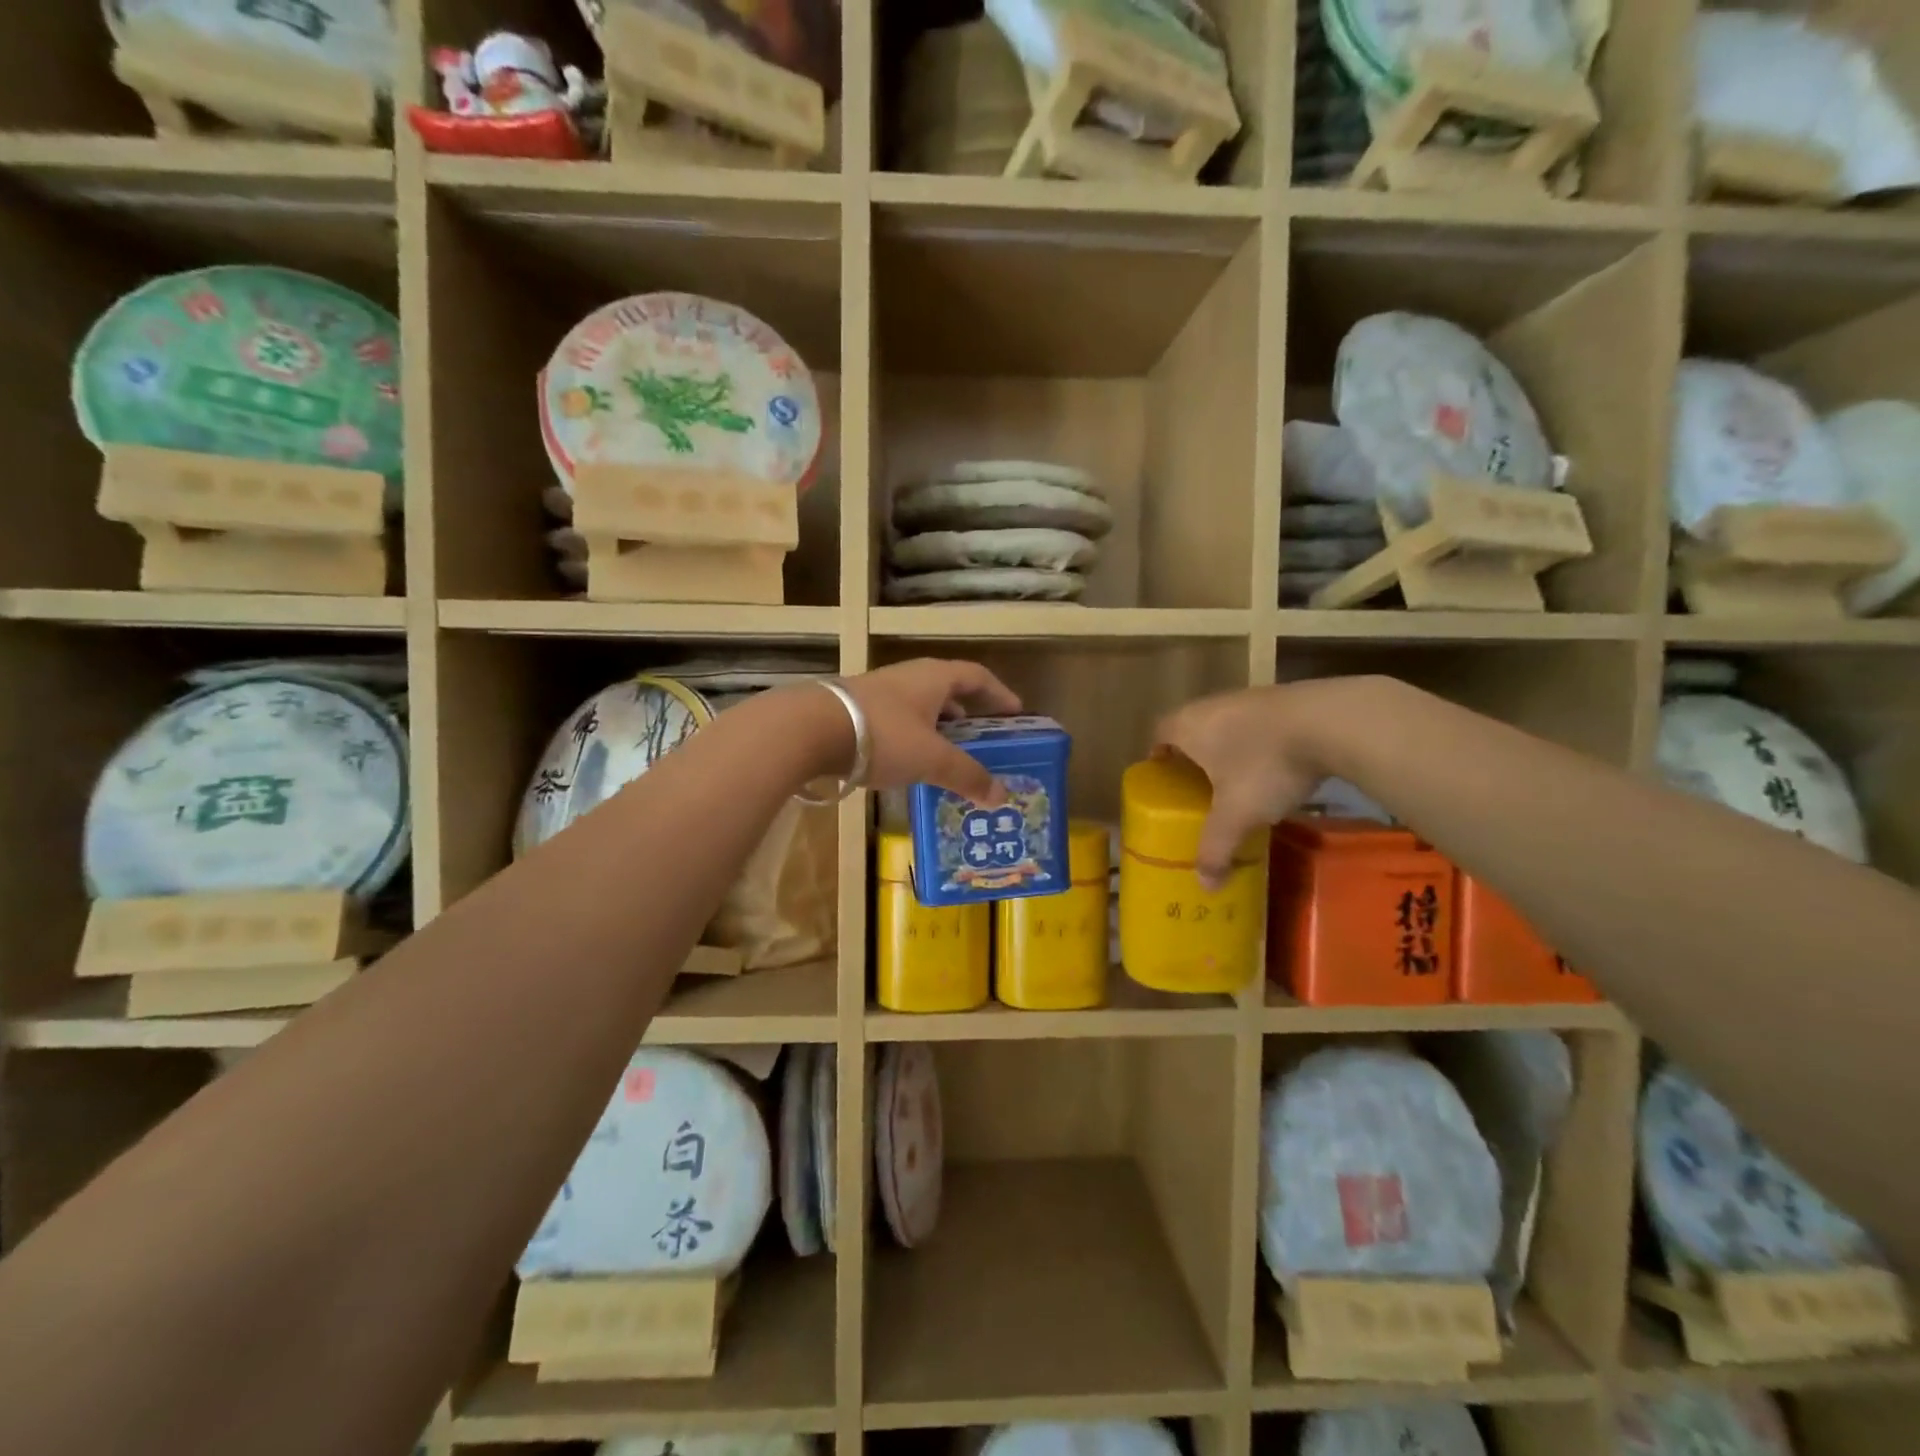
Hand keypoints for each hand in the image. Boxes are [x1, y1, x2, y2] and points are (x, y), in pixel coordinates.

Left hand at [842, 659, 1021, 803]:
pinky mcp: (855, 711)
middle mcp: (908, 677)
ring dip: (936, 729)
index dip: (999, 693)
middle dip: (966, 715)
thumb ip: (967, 775)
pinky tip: (906, 763)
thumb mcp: (931, 759)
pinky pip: (896, 721)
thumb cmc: (884, 735)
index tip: (1015, 712)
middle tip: (981, 740)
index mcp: (934, 678)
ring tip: (946, 757)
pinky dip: (911, 739)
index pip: (976, 676)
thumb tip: (1000, 796)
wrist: (809, 729)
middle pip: (947, 691)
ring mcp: (878, 692)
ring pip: (918, 707)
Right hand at [1154, 684, 1341, 887]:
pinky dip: (1259, 743)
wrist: (1332, 722)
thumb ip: (1216, 848)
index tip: (1164, 780)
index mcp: (1187, 726)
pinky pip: (1258, 725)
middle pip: (1191, 728)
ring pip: (1226, 725)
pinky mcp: (1284, 699)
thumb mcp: (1237, 814)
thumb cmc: (1265, 765)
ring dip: (1228, 749)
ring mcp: (1249, 698)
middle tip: (1198, 788)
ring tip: (1238, 781)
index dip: (1157, 756)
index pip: (1158, 733)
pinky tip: (1276, 767)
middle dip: (1193, 756)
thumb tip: (1205, 885)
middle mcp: (1211, 705)